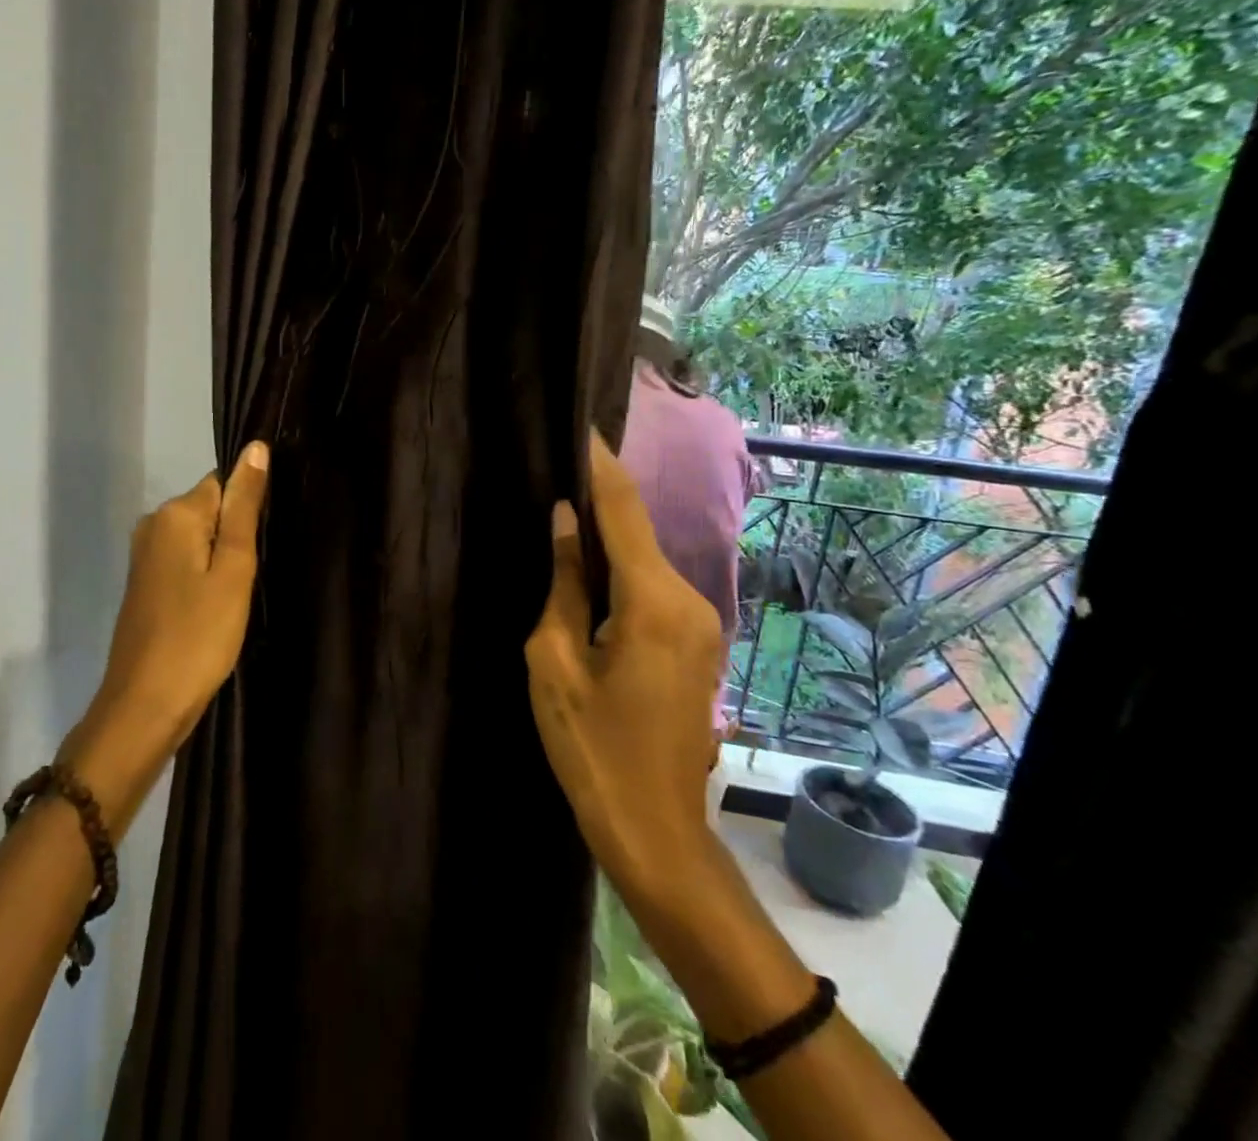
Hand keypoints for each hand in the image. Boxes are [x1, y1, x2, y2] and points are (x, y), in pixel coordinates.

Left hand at [60, 442, 269, 828]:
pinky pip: (186, 561)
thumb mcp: (233, 569)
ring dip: (223, 561)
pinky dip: (205, 577)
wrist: (145, 706)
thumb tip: (255, 448)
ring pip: (200, 539)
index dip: (248, 512)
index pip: (224, 484)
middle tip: (252, 579)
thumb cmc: (199, 636)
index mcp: (174, 514)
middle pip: (211, 510)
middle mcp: (152, 525)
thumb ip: (244, 507)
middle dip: (236, 537)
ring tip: (237, 596)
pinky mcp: (146, 584)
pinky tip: (216, 607)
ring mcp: (145, 556)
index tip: (261, 547)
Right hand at [525, 429, 726, 906]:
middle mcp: (690, 600)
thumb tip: (565, 520)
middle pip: (637, 532)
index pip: (623, 510)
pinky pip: (655, 589)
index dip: (599, 465)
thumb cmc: (591, 747)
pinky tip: (589, 569)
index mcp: (653, 602)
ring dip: (609, 538)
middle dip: (599, 500)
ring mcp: (703, 623)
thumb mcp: (555, 660)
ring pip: (646, 561)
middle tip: (554, 471)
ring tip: (562, 514)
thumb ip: (563, 581)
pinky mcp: (699, 643)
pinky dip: (623, 571)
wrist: (655, 831)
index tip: (580, 425)